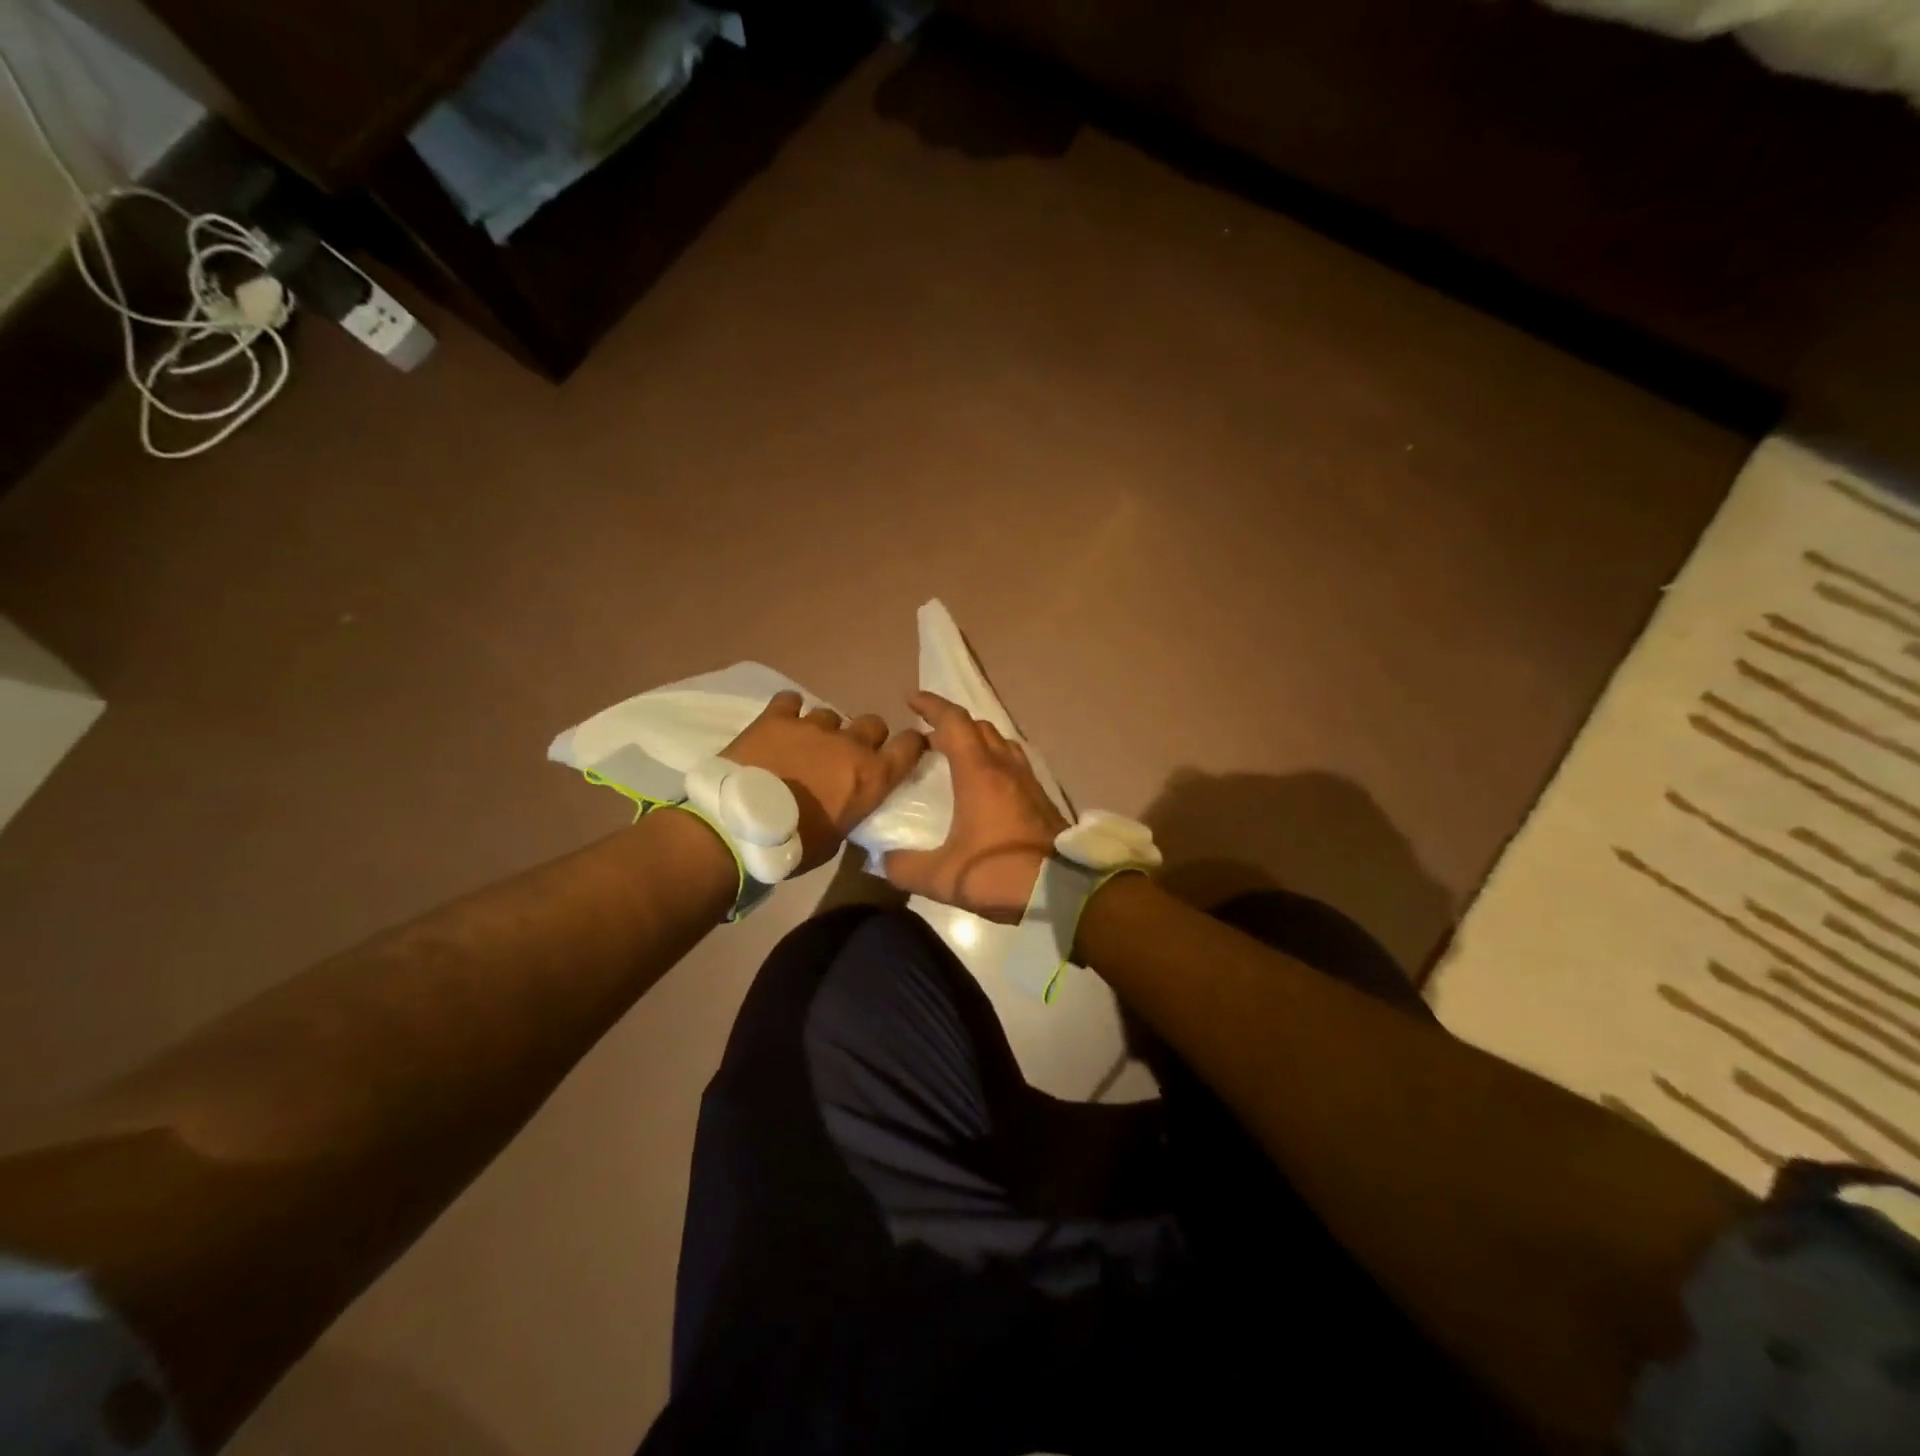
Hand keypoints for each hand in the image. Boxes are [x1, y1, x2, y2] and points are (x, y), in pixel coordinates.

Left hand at [722, 691, 927, 874]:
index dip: (911, 745)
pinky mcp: (777, 718)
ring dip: (824, 730)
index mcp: (872, 777)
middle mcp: (850, 744)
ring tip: (805, 745)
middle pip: (873, 723)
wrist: (739, 828)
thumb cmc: (794, 845)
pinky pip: (790, 701)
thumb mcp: (837, 838)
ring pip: (831, 714)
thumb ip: (850, 809)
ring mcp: (813, 726)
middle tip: (845, 755)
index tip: (903, 751)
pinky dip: (789, 711)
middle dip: (864, 737)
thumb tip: (845, 800)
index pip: (910, 746)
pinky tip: (781, 723)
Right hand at [883, 691, 1068, 922]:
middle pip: (979, 726)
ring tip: (956, 757)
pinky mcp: (1041, 797)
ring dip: (976, 740)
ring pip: (1000, 741)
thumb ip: (905, 867)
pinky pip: (1014, 762)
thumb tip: (884, 860)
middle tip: (928, 738)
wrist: (1062, 890)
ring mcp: (1027, 780)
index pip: (954, 722)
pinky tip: (985, 785)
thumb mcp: (942, 877)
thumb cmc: (998, 873)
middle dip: (951, 724)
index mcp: (978, 773)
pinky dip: (994, 759)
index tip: (911, 700)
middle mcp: (1004, 767)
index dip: (931, 705)